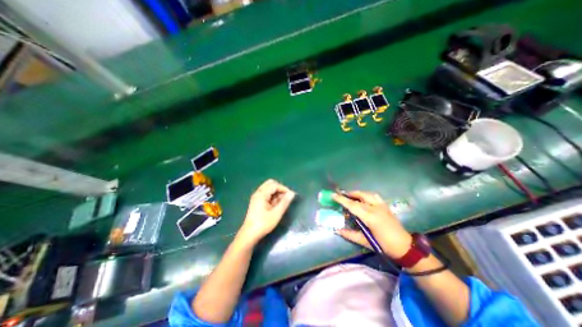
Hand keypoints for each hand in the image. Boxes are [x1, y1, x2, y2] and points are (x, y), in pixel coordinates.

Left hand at [237, 179, 295, 244]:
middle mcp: (258, 193)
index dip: (284, 188)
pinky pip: (266, 194)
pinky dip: (272, 196)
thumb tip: (292, 193)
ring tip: (282, 202)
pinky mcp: (257, 202)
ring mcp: (256, 197)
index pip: (274, 185)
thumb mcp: (276, 214)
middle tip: (286, 197)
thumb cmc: (263, 224)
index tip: (291, 196)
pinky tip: (276, 205)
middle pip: (270, 184)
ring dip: (276, 193)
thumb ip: (285, 202)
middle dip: (280, 189)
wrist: (249, 235)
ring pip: (268, 189)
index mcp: (261, 194)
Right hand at [334, 191, 409, 257]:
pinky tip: (364, 198)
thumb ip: (350, 235)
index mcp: (370, 217)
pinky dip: (367, 195)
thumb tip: (337, 230)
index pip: (353, 205)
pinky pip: (374, 196)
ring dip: (357, 193)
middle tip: (340, 195)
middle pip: (359, 197)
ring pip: (367, 194)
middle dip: (349, 194)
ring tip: (351, 195)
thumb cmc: (384, 246)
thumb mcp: (366, 242)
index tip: (333, 195)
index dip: (342, 199)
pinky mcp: (386, 206)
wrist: (406, 247)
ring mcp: (382, 206)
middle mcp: (376, 208)